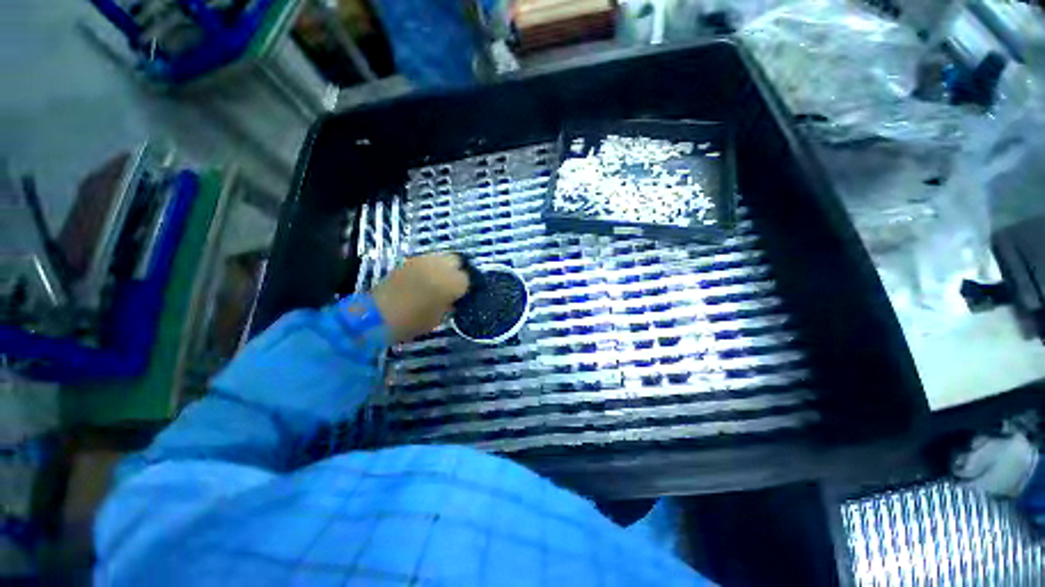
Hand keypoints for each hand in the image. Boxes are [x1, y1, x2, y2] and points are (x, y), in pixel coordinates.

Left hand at [371, 253, 468, 342]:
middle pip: (456, 260)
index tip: (459, 295)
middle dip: (456, 270)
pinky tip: (424, 278)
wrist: (378, 315)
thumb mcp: (439, 318)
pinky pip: (426, 260)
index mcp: (452, 282)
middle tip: (451, 283)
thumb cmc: (413, 321)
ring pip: (441, 257)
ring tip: (437, 280)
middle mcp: (440, 266)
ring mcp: (423, 261)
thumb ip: (449, 305)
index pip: (466, 278)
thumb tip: (452, 299)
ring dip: (442, 266)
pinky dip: (428, 267)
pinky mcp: (409, 261)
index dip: (464, 287)